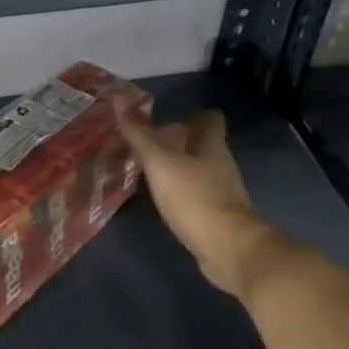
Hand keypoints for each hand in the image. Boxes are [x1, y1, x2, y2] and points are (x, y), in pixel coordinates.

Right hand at [121, 111, 283, 298]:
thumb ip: (141, 136)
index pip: (209, 119)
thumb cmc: (195, 198)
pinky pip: (196, 197)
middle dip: (176, 144)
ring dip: (176, 170)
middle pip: (201, 146)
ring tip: (146, 174)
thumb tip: (120, 100)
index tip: (163, 121)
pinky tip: (161, 202)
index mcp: (212, 145)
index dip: (189, 116)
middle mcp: (220, 165)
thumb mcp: (161, 163)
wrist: (228, 248)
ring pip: (198, 171)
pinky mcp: (217, 216)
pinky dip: (180, 195)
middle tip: (144, 148)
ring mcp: (221, 192)